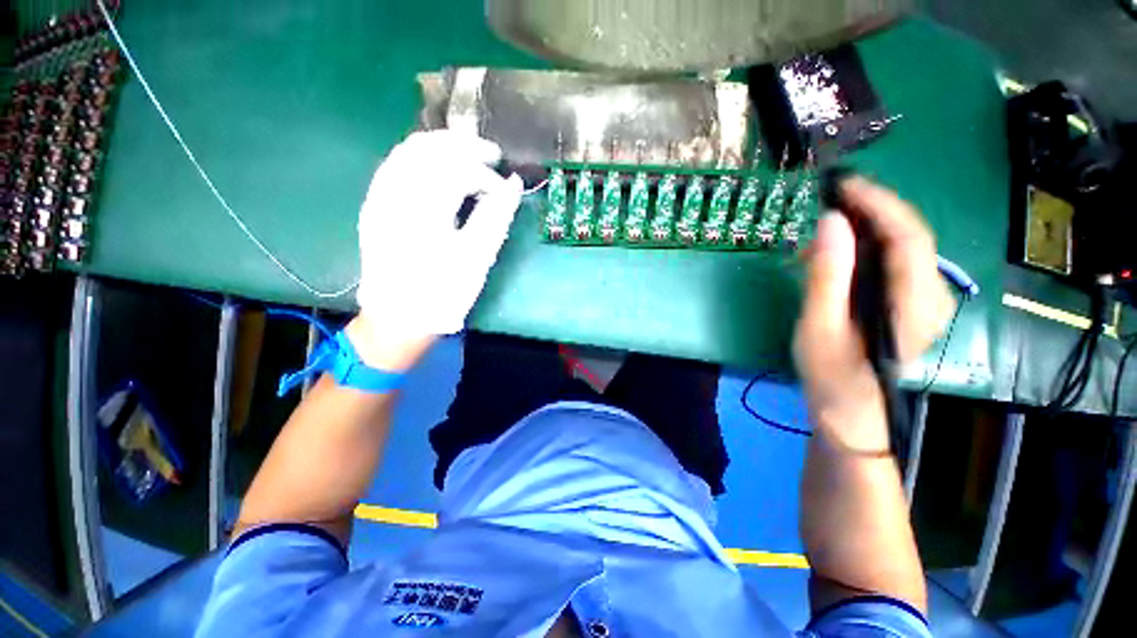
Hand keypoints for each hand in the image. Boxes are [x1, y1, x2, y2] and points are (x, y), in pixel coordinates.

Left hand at [353, 131, 522, 367]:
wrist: (399, 318)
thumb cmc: (443, 294)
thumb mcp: (477, 259)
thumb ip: (496, 217)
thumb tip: (514, 185)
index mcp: (423, 210)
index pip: (456, 169)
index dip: (485, 173)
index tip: (504, 187)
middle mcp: (394, 194)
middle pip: (428, 148)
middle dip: (463, 145)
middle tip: (491, 155)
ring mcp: (379, 197)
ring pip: (408, 151)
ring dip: (442, 147)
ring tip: (469, 156)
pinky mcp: (374, 205)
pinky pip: (396, 165)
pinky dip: (422, 159)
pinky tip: (439, 169)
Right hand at [793, 178, 954, 451]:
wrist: (854, 415)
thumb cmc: (833, 377)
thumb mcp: (819, 327)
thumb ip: (826, 276)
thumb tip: (830, 221)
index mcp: (914, 303)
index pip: (907, 235)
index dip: (877, 202)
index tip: (842, 184)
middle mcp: (932, 295)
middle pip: (908, 235)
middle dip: (866, 214)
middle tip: (821, 211)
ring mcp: (925, 299)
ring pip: (900, 246)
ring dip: (860, 233)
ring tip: (816, 243)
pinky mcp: (911, 302)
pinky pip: (892, 261)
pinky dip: (862, 250)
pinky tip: (832, 260)